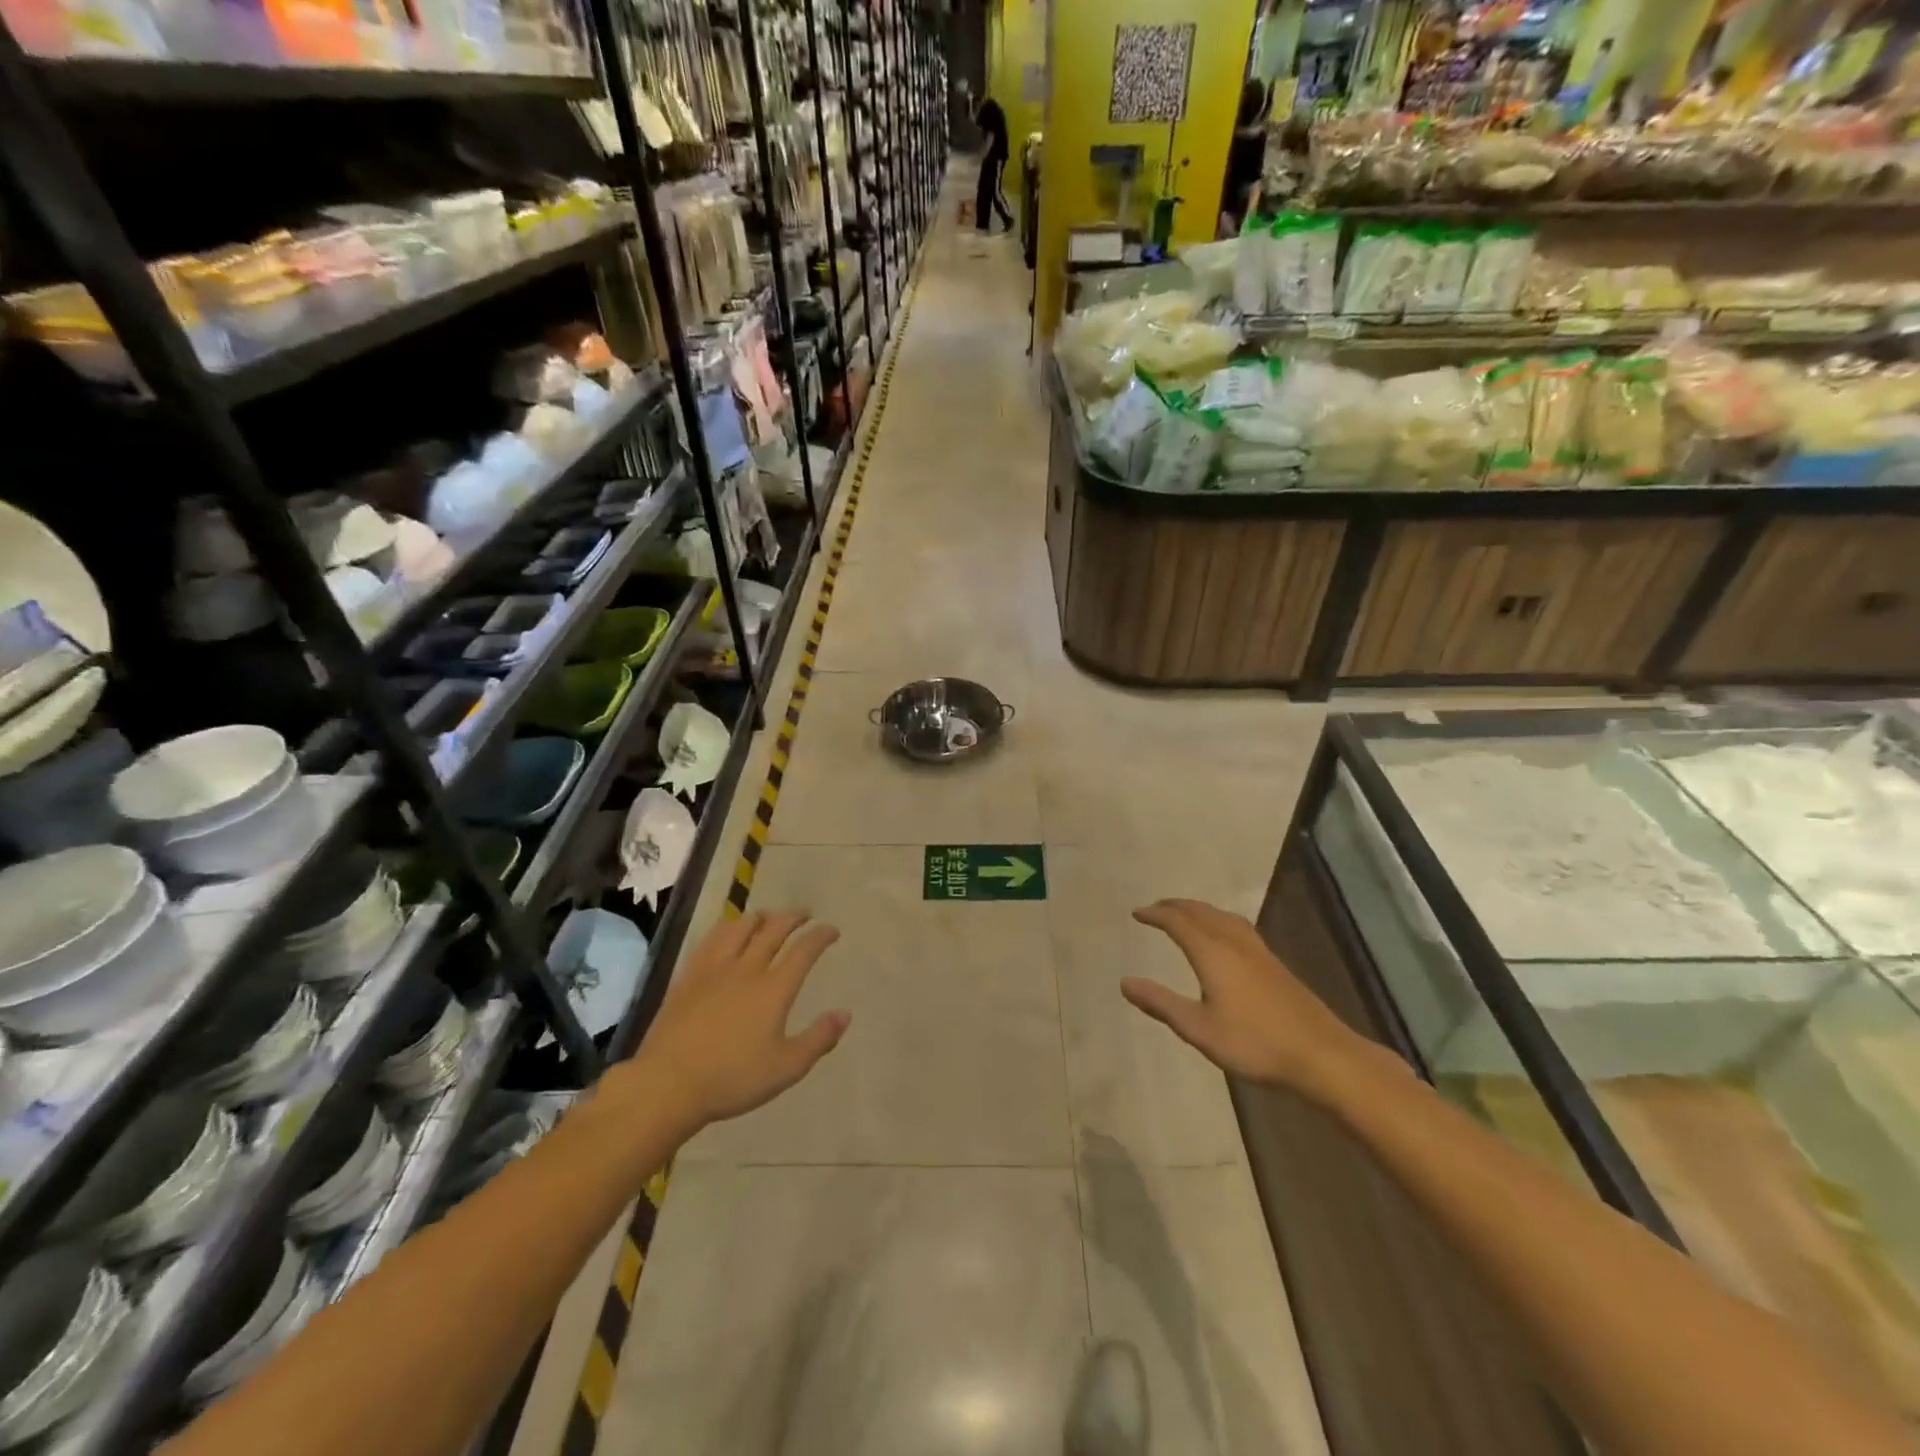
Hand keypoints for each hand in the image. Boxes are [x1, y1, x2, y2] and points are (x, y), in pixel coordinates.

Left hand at [633, 911, 849, 1129]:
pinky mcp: (689, 976)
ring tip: (769, 917)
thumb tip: (845, 1014)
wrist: (668, 1084)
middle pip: (774, 929)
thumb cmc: (732, 1079)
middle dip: (794, 917)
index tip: (832, 930)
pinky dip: (728, 928)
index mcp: (774, 989)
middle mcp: (747, 969)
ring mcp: (715, 969)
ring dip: (761, 917)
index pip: (803, 950)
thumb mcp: (786, 1068)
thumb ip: (819, 1039)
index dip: (821, 936)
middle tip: (805, 914)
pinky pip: (712, 939)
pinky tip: (728, 932)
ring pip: (741, 927)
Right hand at [1123, 899, 1366, 1100]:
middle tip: (1156, 908)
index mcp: (1212, 953)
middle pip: (1201, 912)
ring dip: (1199, 910)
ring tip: (1186, 913)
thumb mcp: (1199, 1029)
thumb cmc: (1254, 1043)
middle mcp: (1234, 943)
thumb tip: (1124, 982)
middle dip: (1176, 906)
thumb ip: (1161, 1003)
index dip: (1156, 915)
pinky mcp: (1274, 964)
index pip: (1178, 922)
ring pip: (1222, 917)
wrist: (1321, 1054)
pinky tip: (1224, 935)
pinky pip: (1238, 926)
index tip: (1137, 913)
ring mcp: (1258, 951)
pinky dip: (1218, 920)